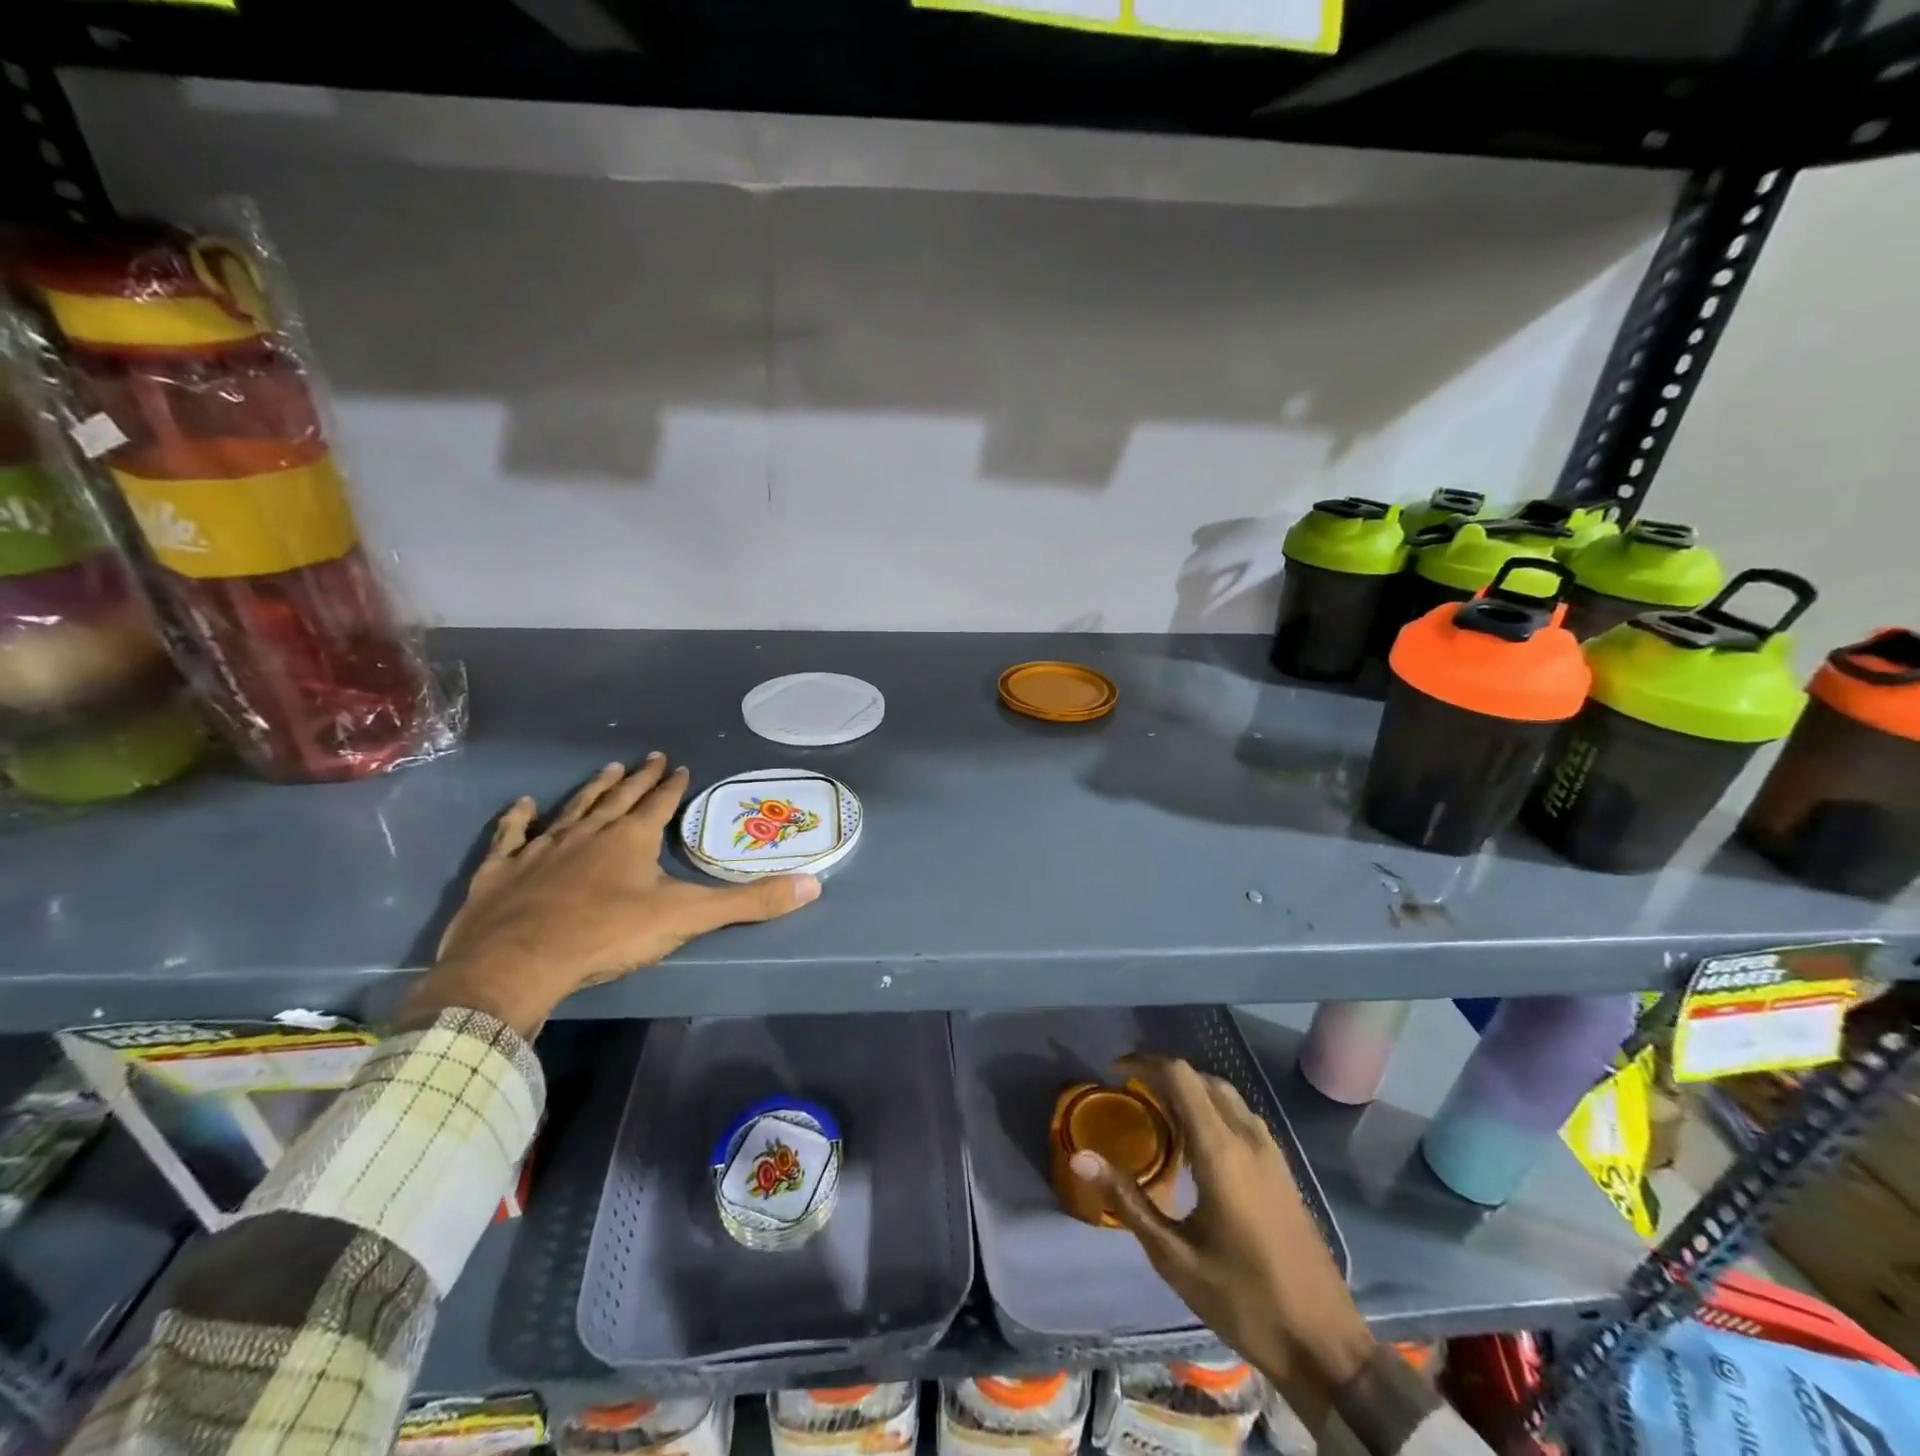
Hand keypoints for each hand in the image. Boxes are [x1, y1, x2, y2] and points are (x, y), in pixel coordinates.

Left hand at [401, 755, 820, 1035]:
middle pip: (618, 798)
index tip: (679, 766)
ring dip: (591, 789)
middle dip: (637, 779)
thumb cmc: (607, 935)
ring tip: (607, 769)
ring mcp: (541, 848)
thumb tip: (812, 885)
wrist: (516, 963)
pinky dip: (517, 819)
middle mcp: (588, 832)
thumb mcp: (687, 918)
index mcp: (631, 839)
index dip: (671, 786)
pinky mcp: (501, 870)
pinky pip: (511, 836)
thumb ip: (749, 902)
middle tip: (647, 759)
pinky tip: (522, 805)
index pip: (659, 804)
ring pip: (571, 808)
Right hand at [1072, 1054, 1373, 1415]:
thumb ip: (1127, 1199)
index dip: (1145, 1063)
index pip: (1181, 1076)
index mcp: (1221, 1150)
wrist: (1326, 1346)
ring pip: (1225, 1096)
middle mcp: (1248, 1138)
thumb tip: (1080, 1158)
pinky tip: (1197, 1146)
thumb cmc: (1244, 1300)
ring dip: (1190, 1091)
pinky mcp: (1283, 1170)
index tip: (1114, 1071)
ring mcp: (1272, 1153)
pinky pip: (1242, 1118)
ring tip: (1158, 1114)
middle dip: (1164, 1075)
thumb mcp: (1174, 1256)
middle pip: (1203, 1079)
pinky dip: (1212, 1111)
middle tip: (1131, 1093)